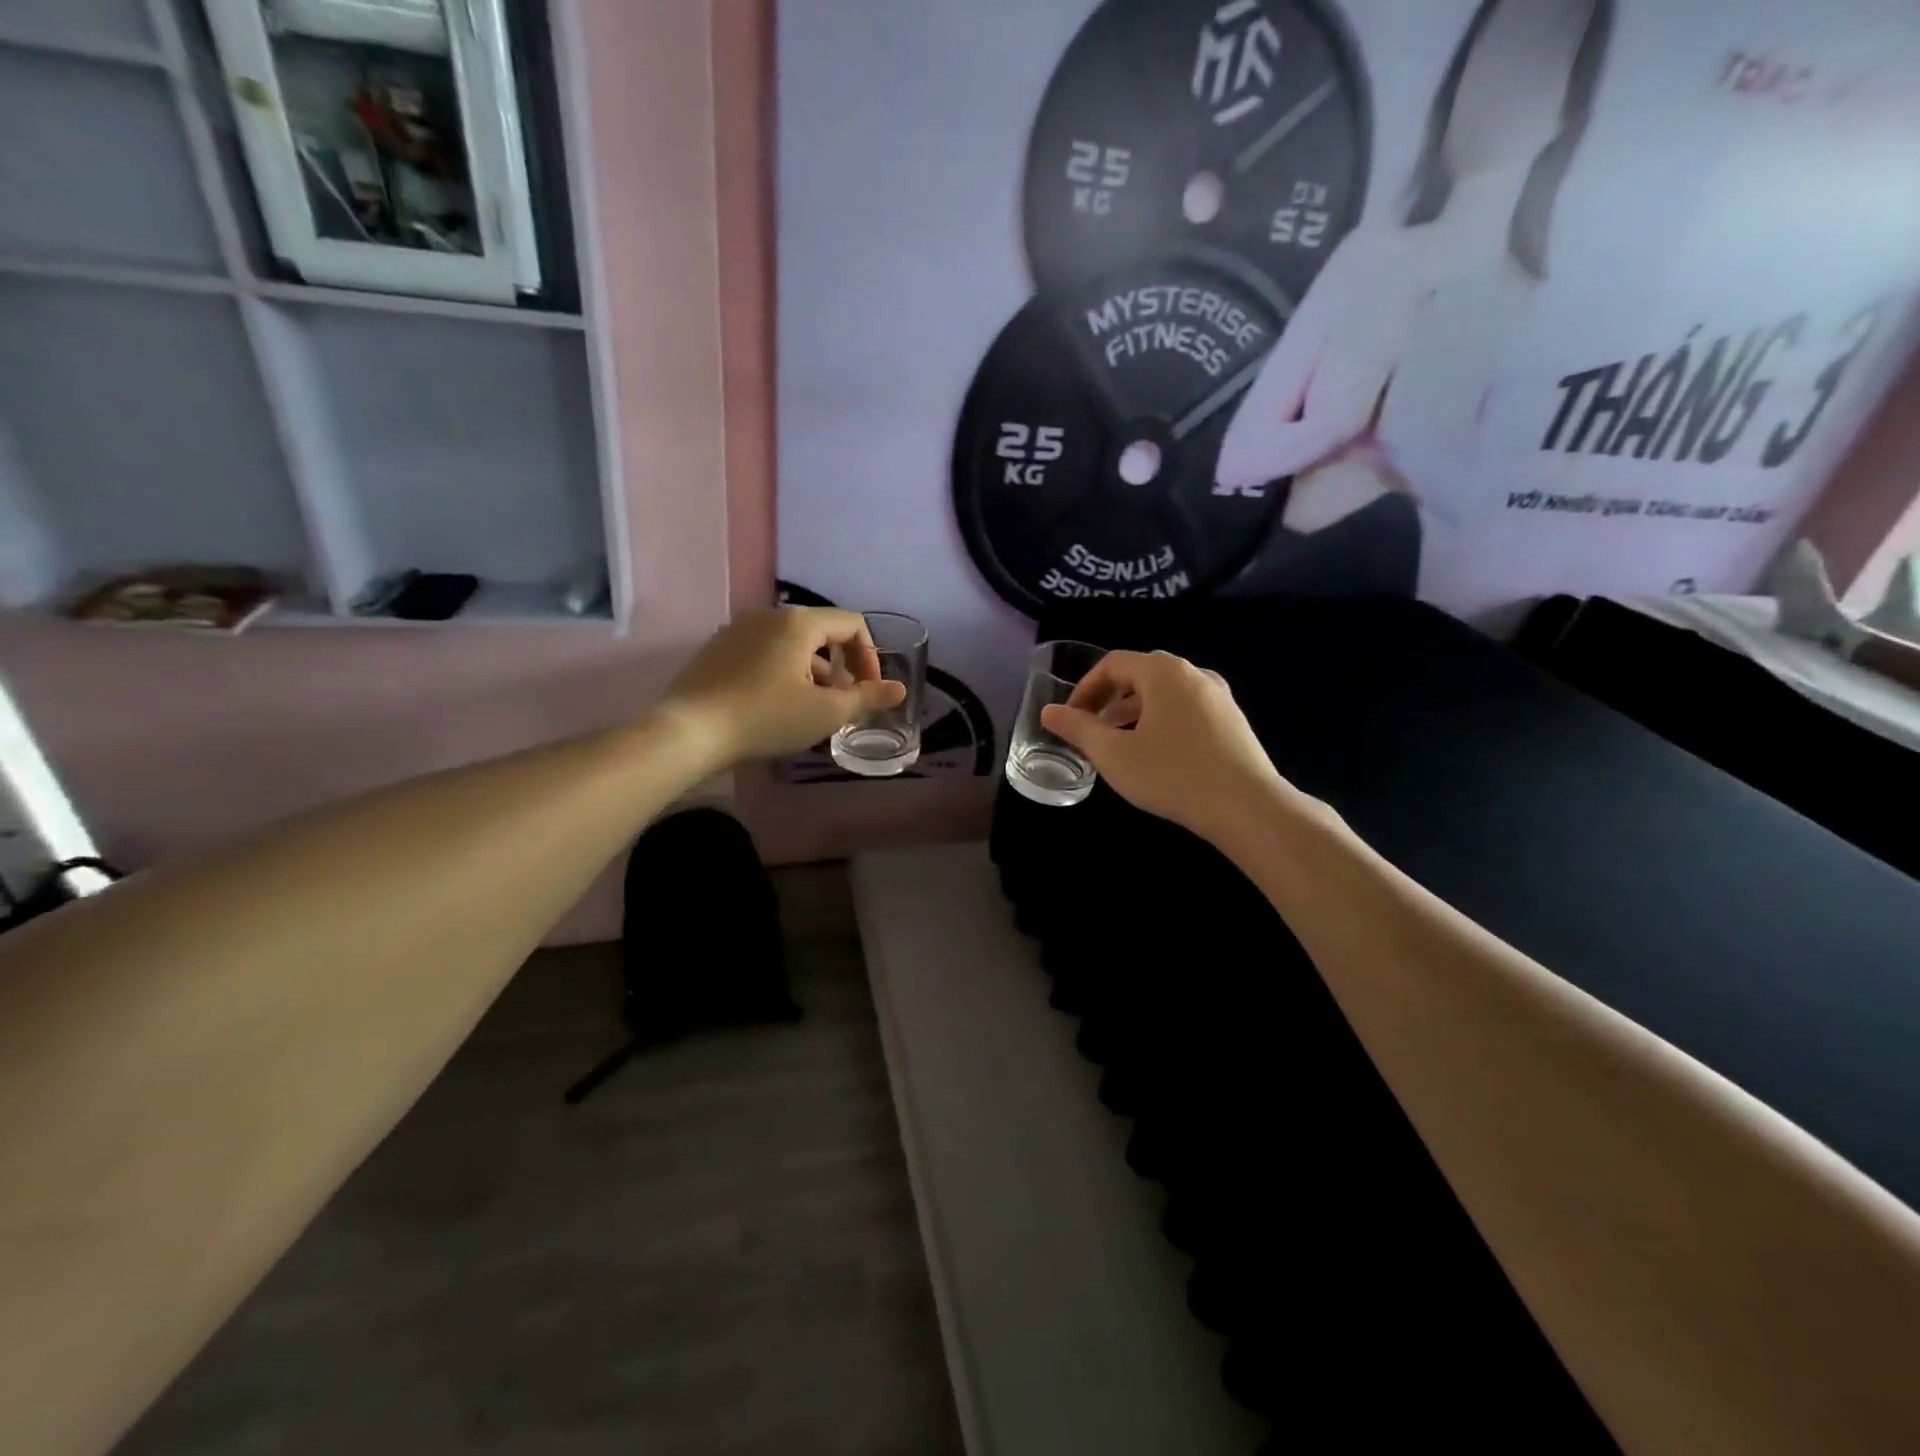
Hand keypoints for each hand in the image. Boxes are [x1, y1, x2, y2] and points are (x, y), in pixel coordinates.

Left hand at [662, 608, 905, 766]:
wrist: (689, 732)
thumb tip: (899, 690)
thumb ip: (867, 698)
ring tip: (809, 713)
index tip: (868, 691)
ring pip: (790, 647)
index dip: (870, 656)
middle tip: (840, 706)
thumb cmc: (767, 717)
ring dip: (811, 675)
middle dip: (839, 670)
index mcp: (798, 623)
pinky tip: (774, 710)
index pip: (851, 623)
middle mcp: (767, 616)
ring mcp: (737, 631)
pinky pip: (763, 655)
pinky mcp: (716, 651)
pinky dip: (781, 675)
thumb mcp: (826, 713)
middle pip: (820, 635)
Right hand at [1039, 650, 1293, 842]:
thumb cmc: (1172, 775)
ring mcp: (1218, 696)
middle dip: (1108, 698)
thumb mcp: (1114, 754)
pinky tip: (1155, 753)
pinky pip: (1185, 708)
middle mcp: (1193, 673)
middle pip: (1140, 674)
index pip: (1113, 663)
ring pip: (1164, 693)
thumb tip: (1049, 712)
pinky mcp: (1232, 720)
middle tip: (1090, 728)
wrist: (1247, 807)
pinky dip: (1160, 720)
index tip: (1070, 718)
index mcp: (1163, 672)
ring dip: (1133, 711)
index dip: (1084, 688)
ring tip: (1117, 743)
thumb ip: (1078, 729)